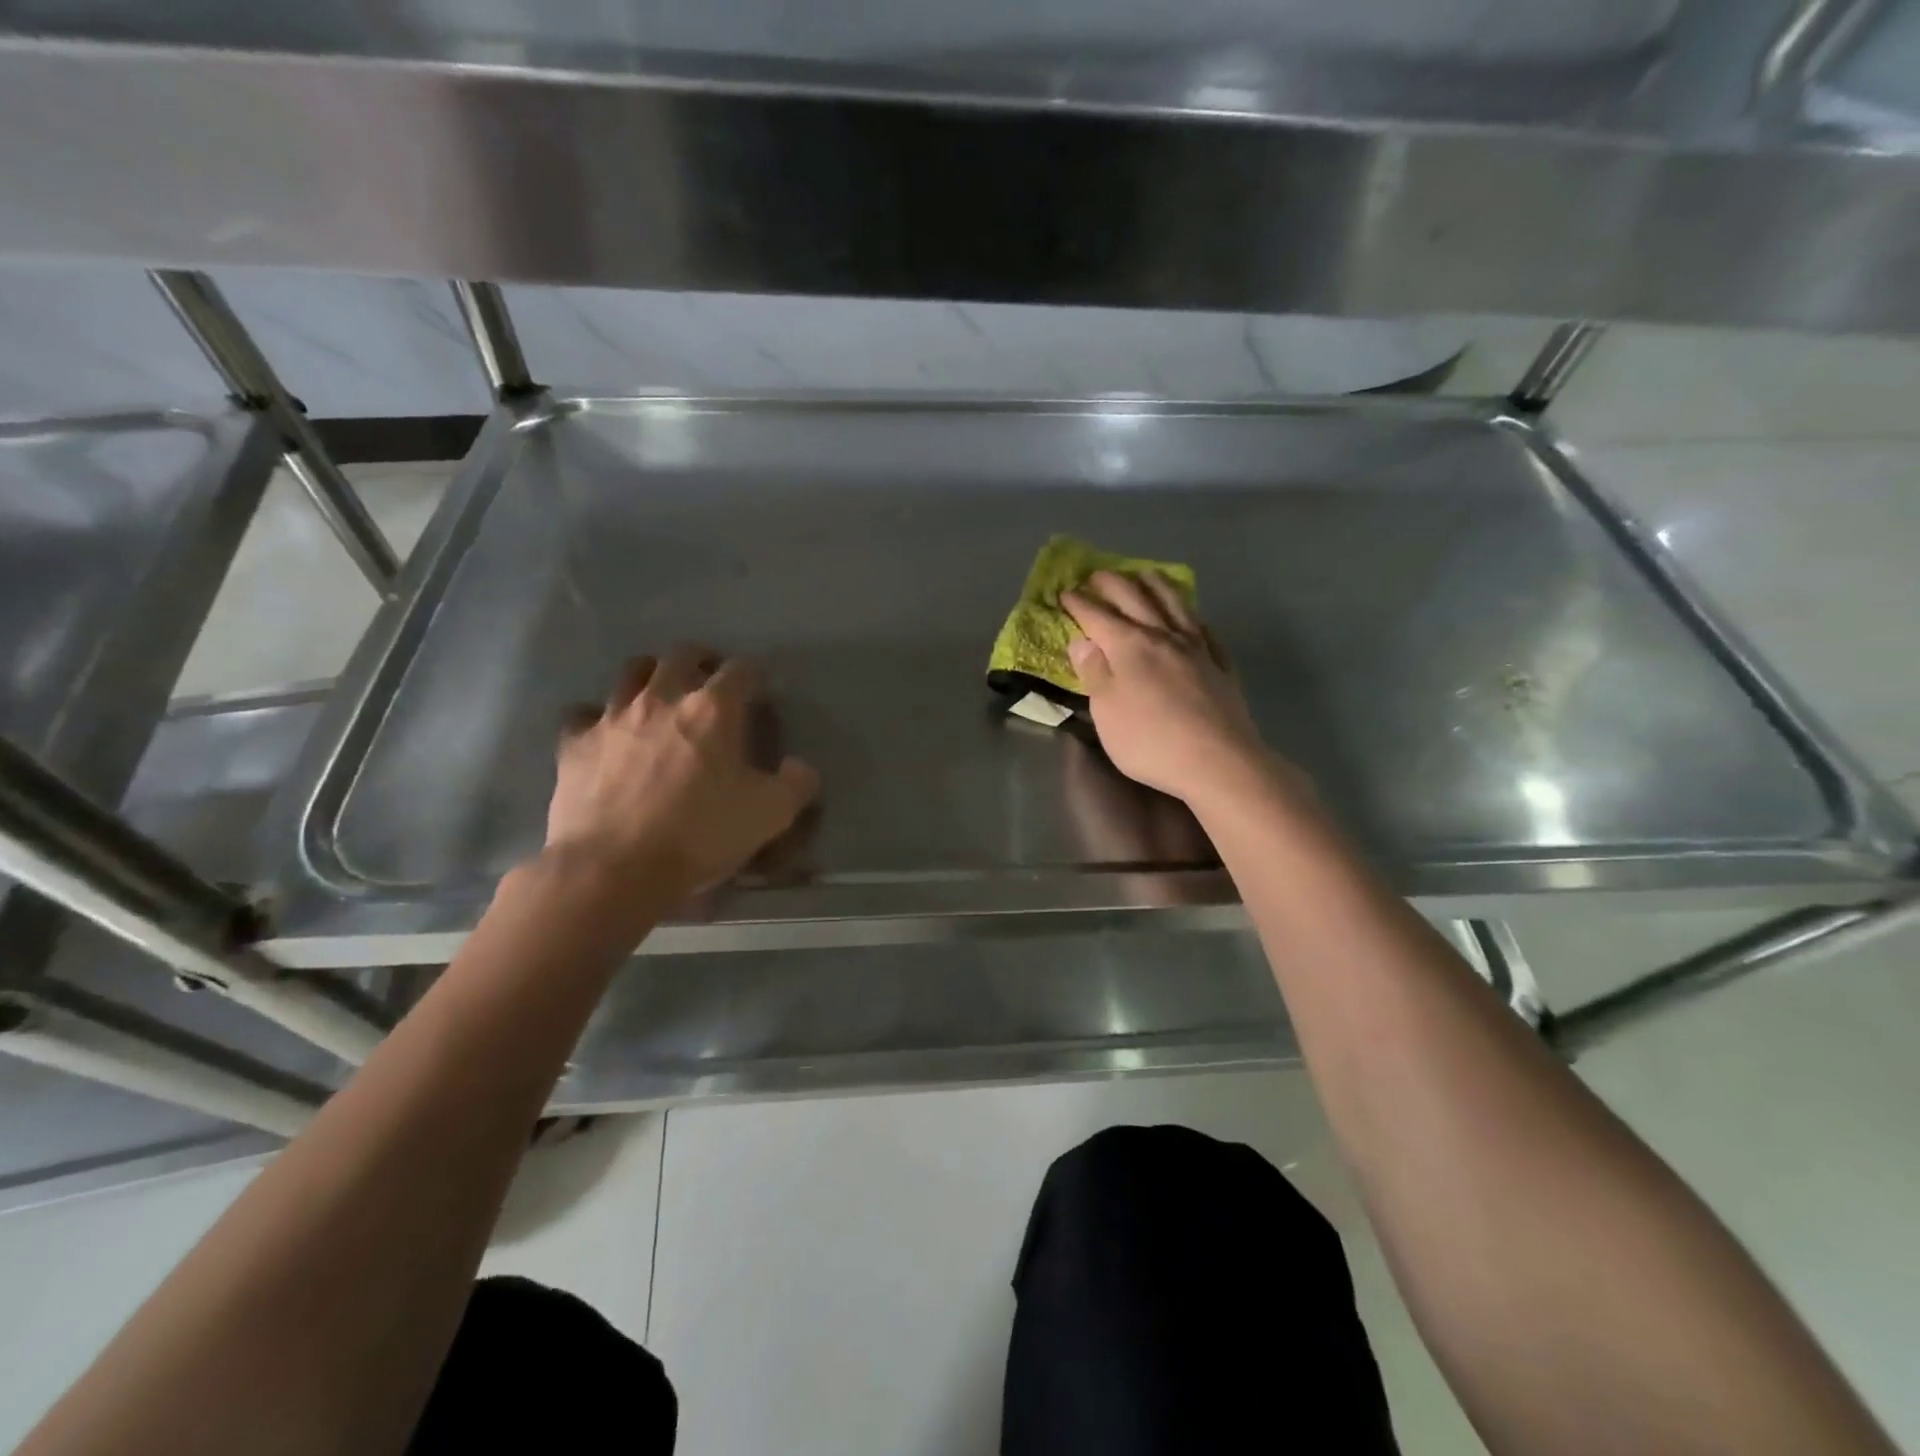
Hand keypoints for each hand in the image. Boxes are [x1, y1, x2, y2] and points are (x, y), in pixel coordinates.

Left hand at [544, 644, 820, 904]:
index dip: (753, 677)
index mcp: (713, 709)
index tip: (759, 693)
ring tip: (659, 697)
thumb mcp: (770, 814)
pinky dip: (597, 718)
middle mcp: (661, 698)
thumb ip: (797, 783)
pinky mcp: (574, 743)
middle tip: (709, 682)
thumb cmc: (700, 835)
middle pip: (681, 655)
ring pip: (631, 672)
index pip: (741, 670)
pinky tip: (606, 736)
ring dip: (650, 676)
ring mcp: (612, 717)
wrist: (613, 869)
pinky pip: (583, 714)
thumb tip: (800, 767)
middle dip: (700, 662)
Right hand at [1061, 570, 1281, 806]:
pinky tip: (1192, 618)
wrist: (1217, 761)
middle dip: (1113, 583)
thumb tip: (1082, 641)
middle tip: (1097, 575)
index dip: (1079, 603)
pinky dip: (1193, 617)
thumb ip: (1094, 673)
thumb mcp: (1106, 711)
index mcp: (1129, 646)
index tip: (1065, 592)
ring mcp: (1197, 648)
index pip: (1097, 616)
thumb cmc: (1150, 740)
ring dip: (1156, 585)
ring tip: (1145, 575)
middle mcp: (1163, 637)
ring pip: (1175, 605)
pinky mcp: (1220, 666)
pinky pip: (1205, 631)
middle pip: (1136, 599)